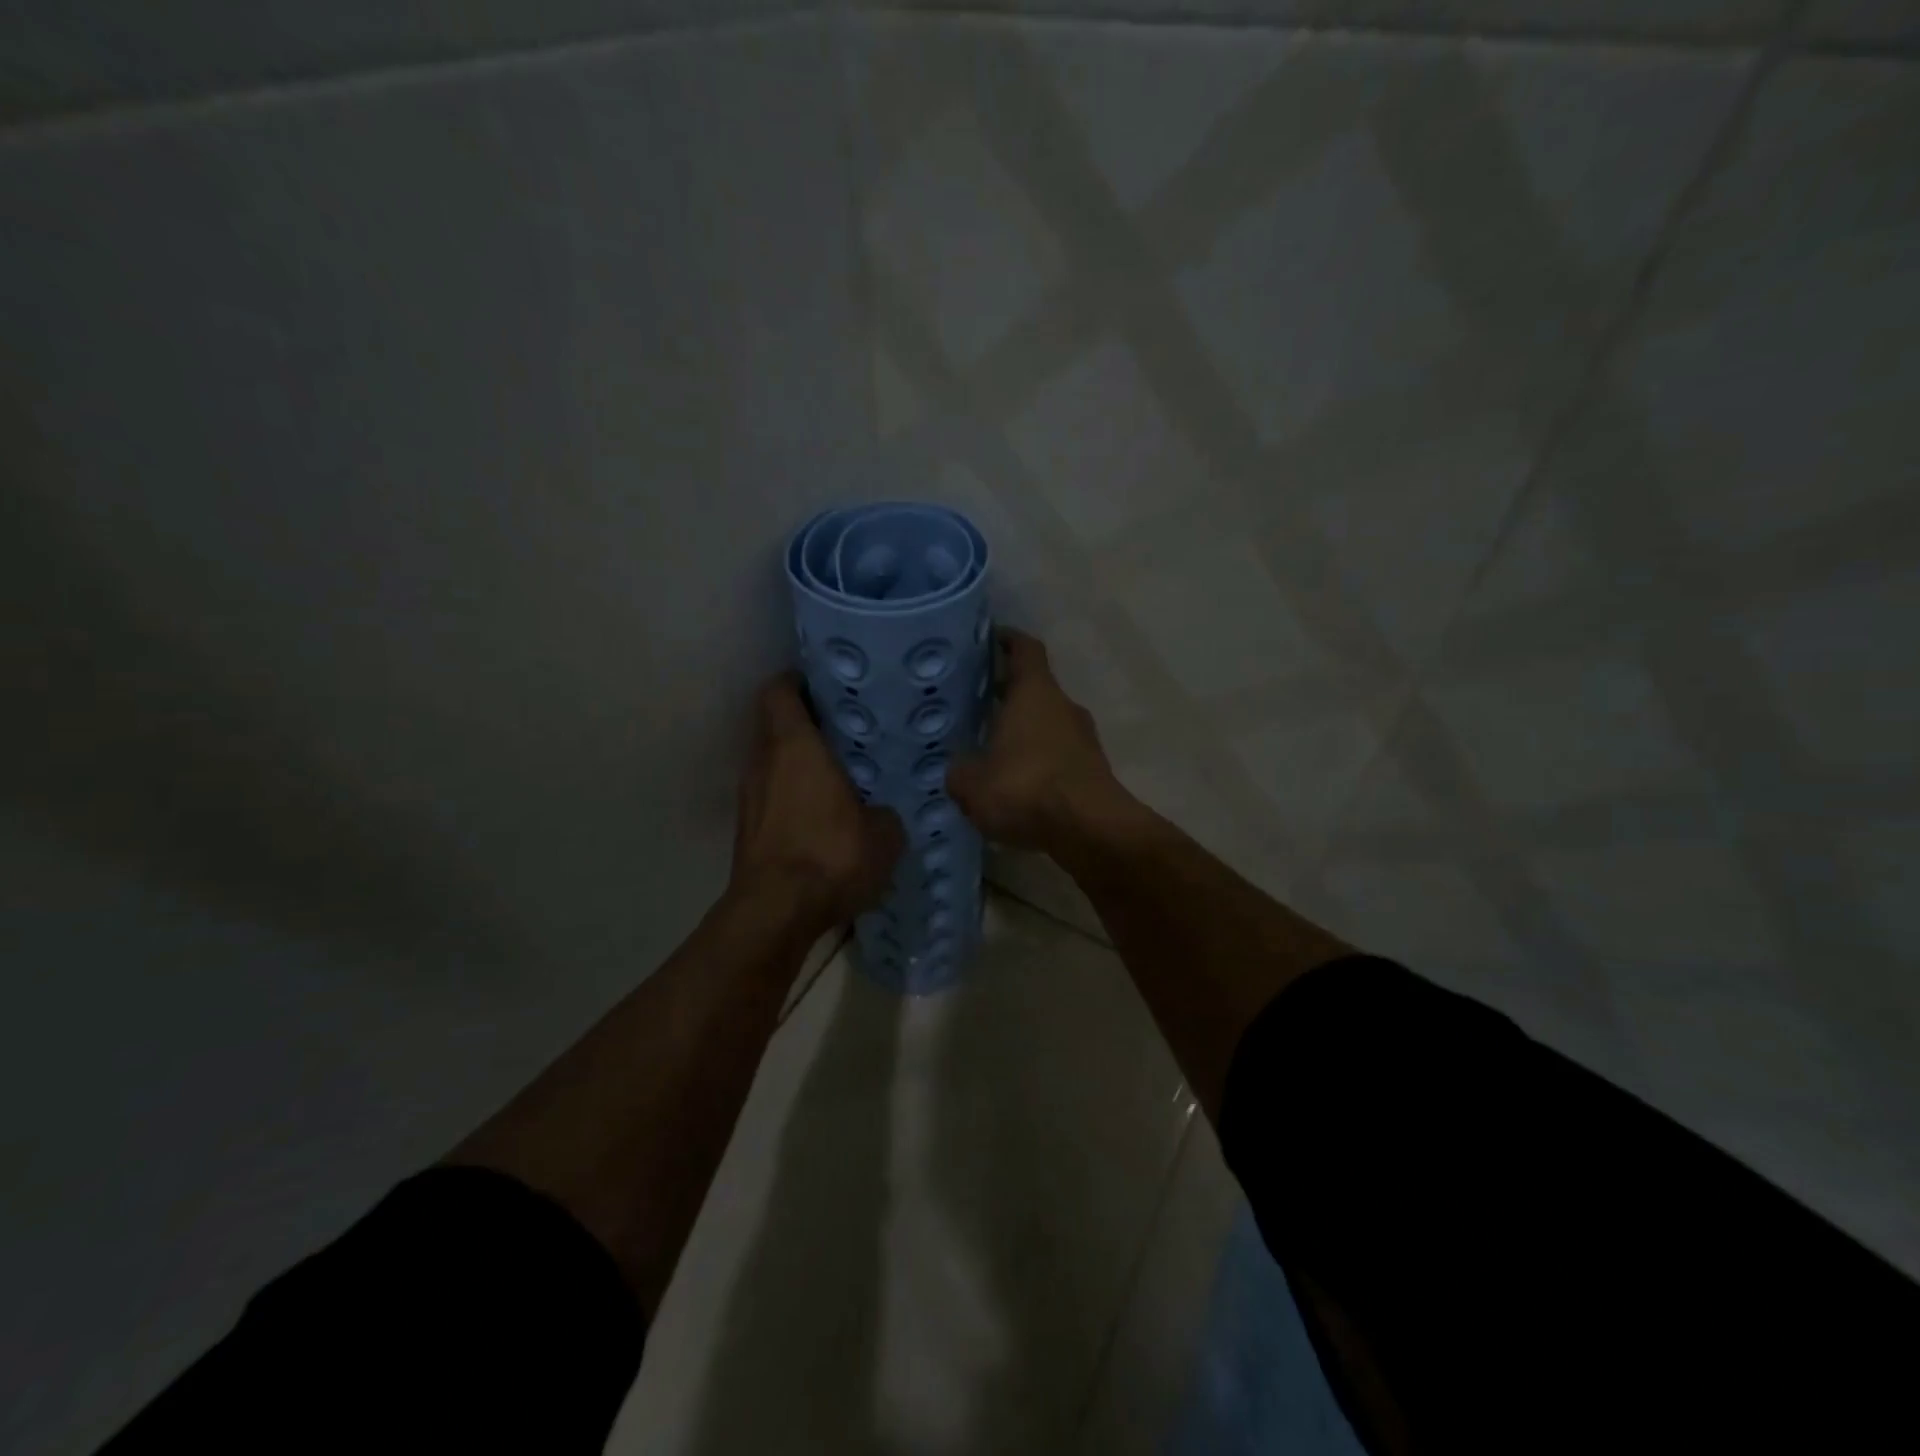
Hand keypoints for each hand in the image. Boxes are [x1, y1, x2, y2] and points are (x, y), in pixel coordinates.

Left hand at [730, 673, 905, 937]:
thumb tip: (882, 812)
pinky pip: (769, 796)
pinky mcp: (746, 829)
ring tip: (835, 774)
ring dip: (795, 763)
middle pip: (774, 725)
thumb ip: (885, 812)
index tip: (826, 685)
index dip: (797, 682)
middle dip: (803, 723)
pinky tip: (818, 816)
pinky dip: (789, 796)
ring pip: (770, 762)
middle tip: (843, 730)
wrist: (775, 912)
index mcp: (794, 745)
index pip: (779, 691)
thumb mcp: (883, 834)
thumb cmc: (830, 854)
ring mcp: (749, 796)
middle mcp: (763, 761)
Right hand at [948, 630, 1132, 852]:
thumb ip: (959, 770)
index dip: (1007, 640)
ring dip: (1023, 732)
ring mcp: (1083, 738)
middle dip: (1006, 694)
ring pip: (1046, 724)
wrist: (1090, 830)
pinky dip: (1037, 761)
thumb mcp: (971, 784)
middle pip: (1034, 688)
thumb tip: (959, 768)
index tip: (989, 639)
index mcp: (1034, 692)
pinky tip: (1016, 785)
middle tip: (974, 704)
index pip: (1025, 649)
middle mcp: (1063, 706)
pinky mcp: (1092, 769)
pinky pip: (1058, 755)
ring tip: (991, 750)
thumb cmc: (1026, 788)